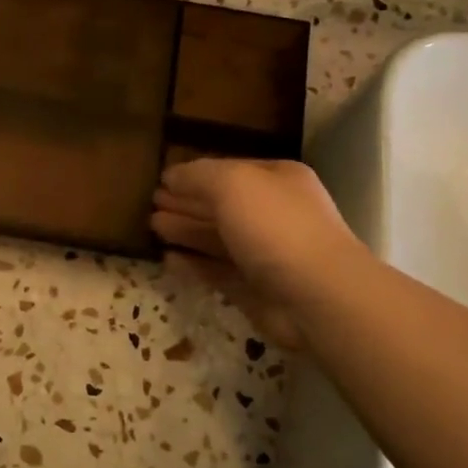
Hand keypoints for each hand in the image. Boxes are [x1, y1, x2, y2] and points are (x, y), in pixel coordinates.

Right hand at [149, 158, 365, 350]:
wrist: (317, 295)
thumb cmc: (276, 227)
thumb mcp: (233, 184)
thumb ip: (198, 175)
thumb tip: (171, 176)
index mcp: (277, 180)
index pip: (229, 171)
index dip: (194, 175)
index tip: (161, 181)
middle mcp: (273, 214)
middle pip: (222, 205)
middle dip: (187, 203)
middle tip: (151, 204)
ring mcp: (265, 254)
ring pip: (217, 238)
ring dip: (186, 231)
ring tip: (153, 227)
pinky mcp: (255, 289)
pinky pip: (217, 271)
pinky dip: (194, 264)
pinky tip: (169, 259)